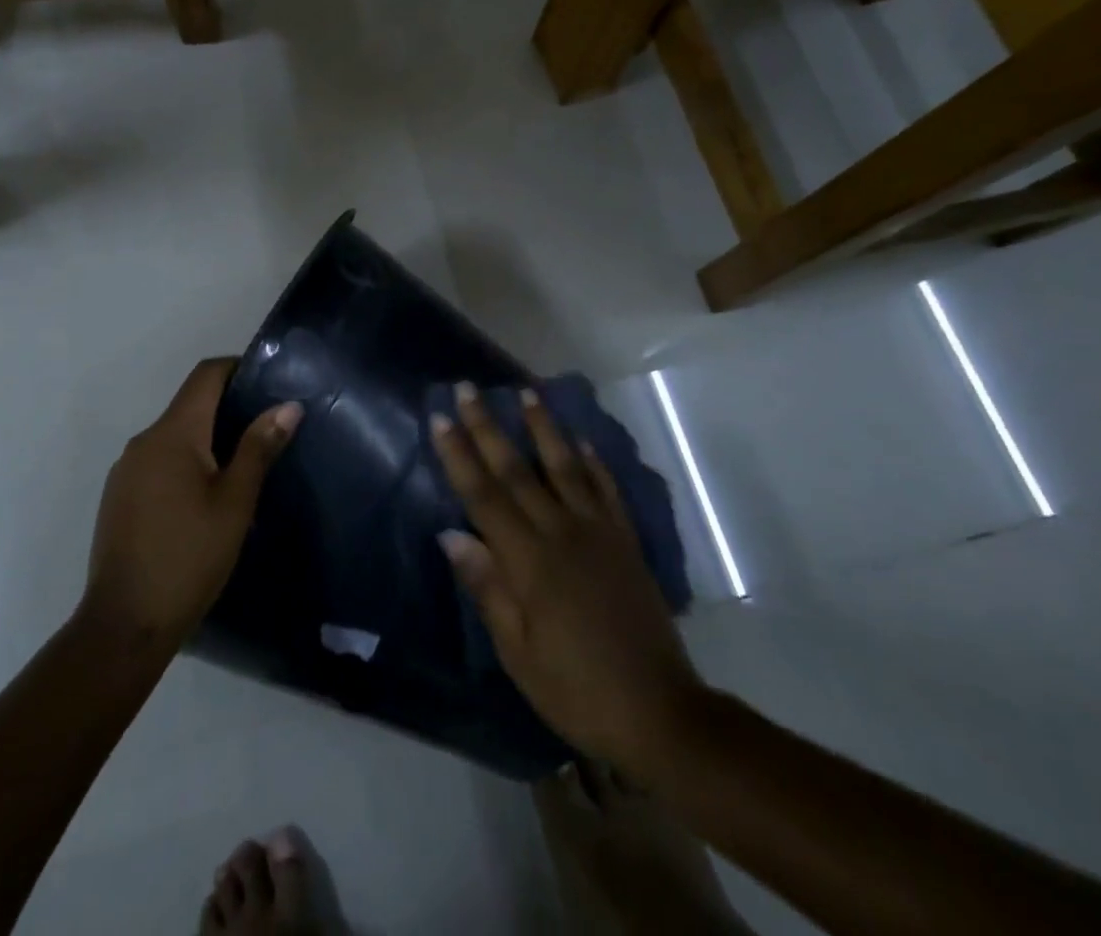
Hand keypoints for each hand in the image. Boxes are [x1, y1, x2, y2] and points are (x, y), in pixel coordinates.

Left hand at [82, 358, 302, 649]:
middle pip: (190, 404)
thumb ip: (259, 448)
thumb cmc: (189, 557)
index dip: (237, 368)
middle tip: (266, 430)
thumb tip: (288, 405)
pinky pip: (158, 462)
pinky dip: (184, 464)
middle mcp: (144, 440)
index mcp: (173, 433)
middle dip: (227, 409)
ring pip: (174, 436)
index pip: (205, 375)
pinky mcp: (118, 496)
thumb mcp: (235, 503)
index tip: (269, 382)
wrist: (124, 623)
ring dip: (206, 440)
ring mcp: (126, 469)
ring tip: (241, 467)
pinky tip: (203, 499)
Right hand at [432, 383, 708, 782]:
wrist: (660, 713)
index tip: (440, 418)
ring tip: (526, 393)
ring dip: (543, 428)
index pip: (483, 495)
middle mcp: (561, 534)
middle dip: (488, 427)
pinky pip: (607, 491)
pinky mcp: (626, 542)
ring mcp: (598, 533)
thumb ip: (487, 587)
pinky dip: (594, 462)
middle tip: (468, 388)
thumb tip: (451, 533)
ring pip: (564, 467)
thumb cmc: (576, 689)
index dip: (459, 454)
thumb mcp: (518, 652)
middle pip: (516, 470)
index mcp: (529, 561)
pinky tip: (582, 441)